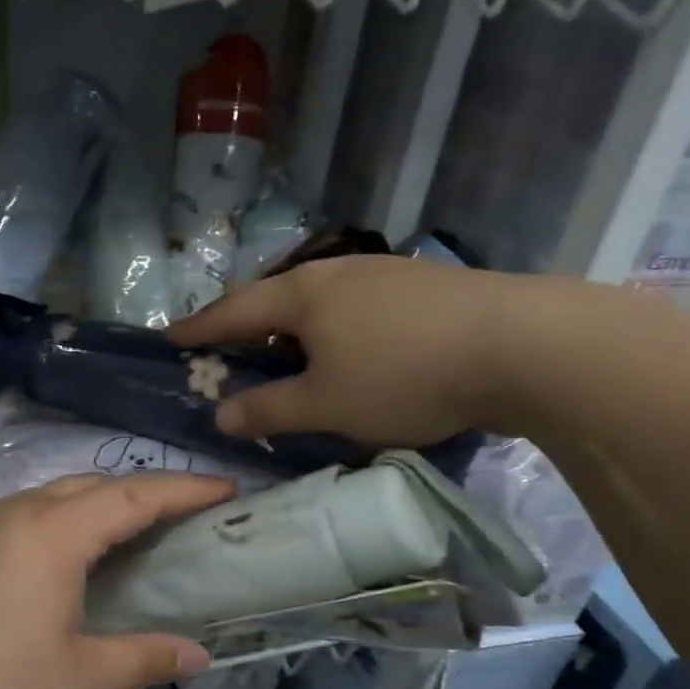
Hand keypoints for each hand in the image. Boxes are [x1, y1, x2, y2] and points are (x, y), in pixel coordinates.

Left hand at [0, 473, 234, 688]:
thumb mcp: (75, 677)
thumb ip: (141, 658)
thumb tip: (199, 656)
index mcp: (58, 531)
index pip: (137, 495)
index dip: (187, 489)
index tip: (229, 487)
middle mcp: (24, 512)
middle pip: (98, 484)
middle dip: (148, 491)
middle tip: (187, 514)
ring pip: (59, 495)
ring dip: (104, 503)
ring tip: (135, 531)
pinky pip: (33, 514)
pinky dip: (69, 520)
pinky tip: (69, 557)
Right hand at [166, 255, 531, 446]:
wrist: (520, 344)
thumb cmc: (403, 374)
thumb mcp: (326, 404)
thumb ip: (268, 410)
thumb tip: (220, 416)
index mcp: (302, 295)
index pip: (234, 311)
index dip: (199, 328)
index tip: (169, 337)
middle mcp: (336, 273)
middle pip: (275, 299)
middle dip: (246, 326)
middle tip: (226, 349)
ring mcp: (382, 275)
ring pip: (318, 302)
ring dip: (292, 329)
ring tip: (285, 355)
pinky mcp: (420, 288)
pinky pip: (354, 308)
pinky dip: (332, 331)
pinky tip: (348, 351)